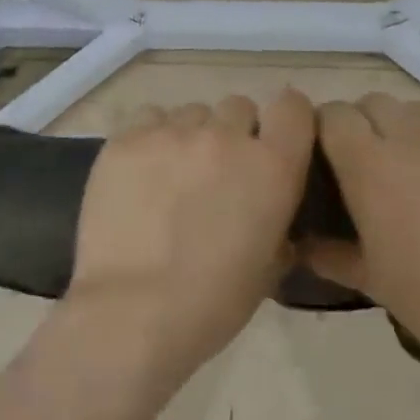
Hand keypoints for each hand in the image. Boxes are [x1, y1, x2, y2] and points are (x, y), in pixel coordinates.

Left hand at [66, 91, 315, 383]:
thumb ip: (278, 222)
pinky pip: (149, 118)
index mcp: (272, 165)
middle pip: (238, 107)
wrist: (132, 313)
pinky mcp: (126, 139)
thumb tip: (269, 208)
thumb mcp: (269, 266)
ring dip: (192, 136)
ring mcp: (172, 132)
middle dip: (234, 132)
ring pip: (192, 112)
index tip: (274, 141)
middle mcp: (226, 136)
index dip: (285, 120)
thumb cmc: (212, 302)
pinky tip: (142, 172)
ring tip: (174, 175)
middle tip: (218, 171)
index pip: (293, 106)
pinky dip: (152, 137)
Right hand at [303, 94, 419, 377]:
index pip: (332, 115)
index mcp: (370, 165)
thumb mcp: (374, 283)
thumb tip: (301, 243)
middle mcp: (413, 133)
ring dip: (415, 129)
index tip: (335, 159)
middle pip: (374, 103)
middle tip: (383, 169)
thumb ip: (331, 254)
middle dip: (369, 128)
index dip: (329, 132)